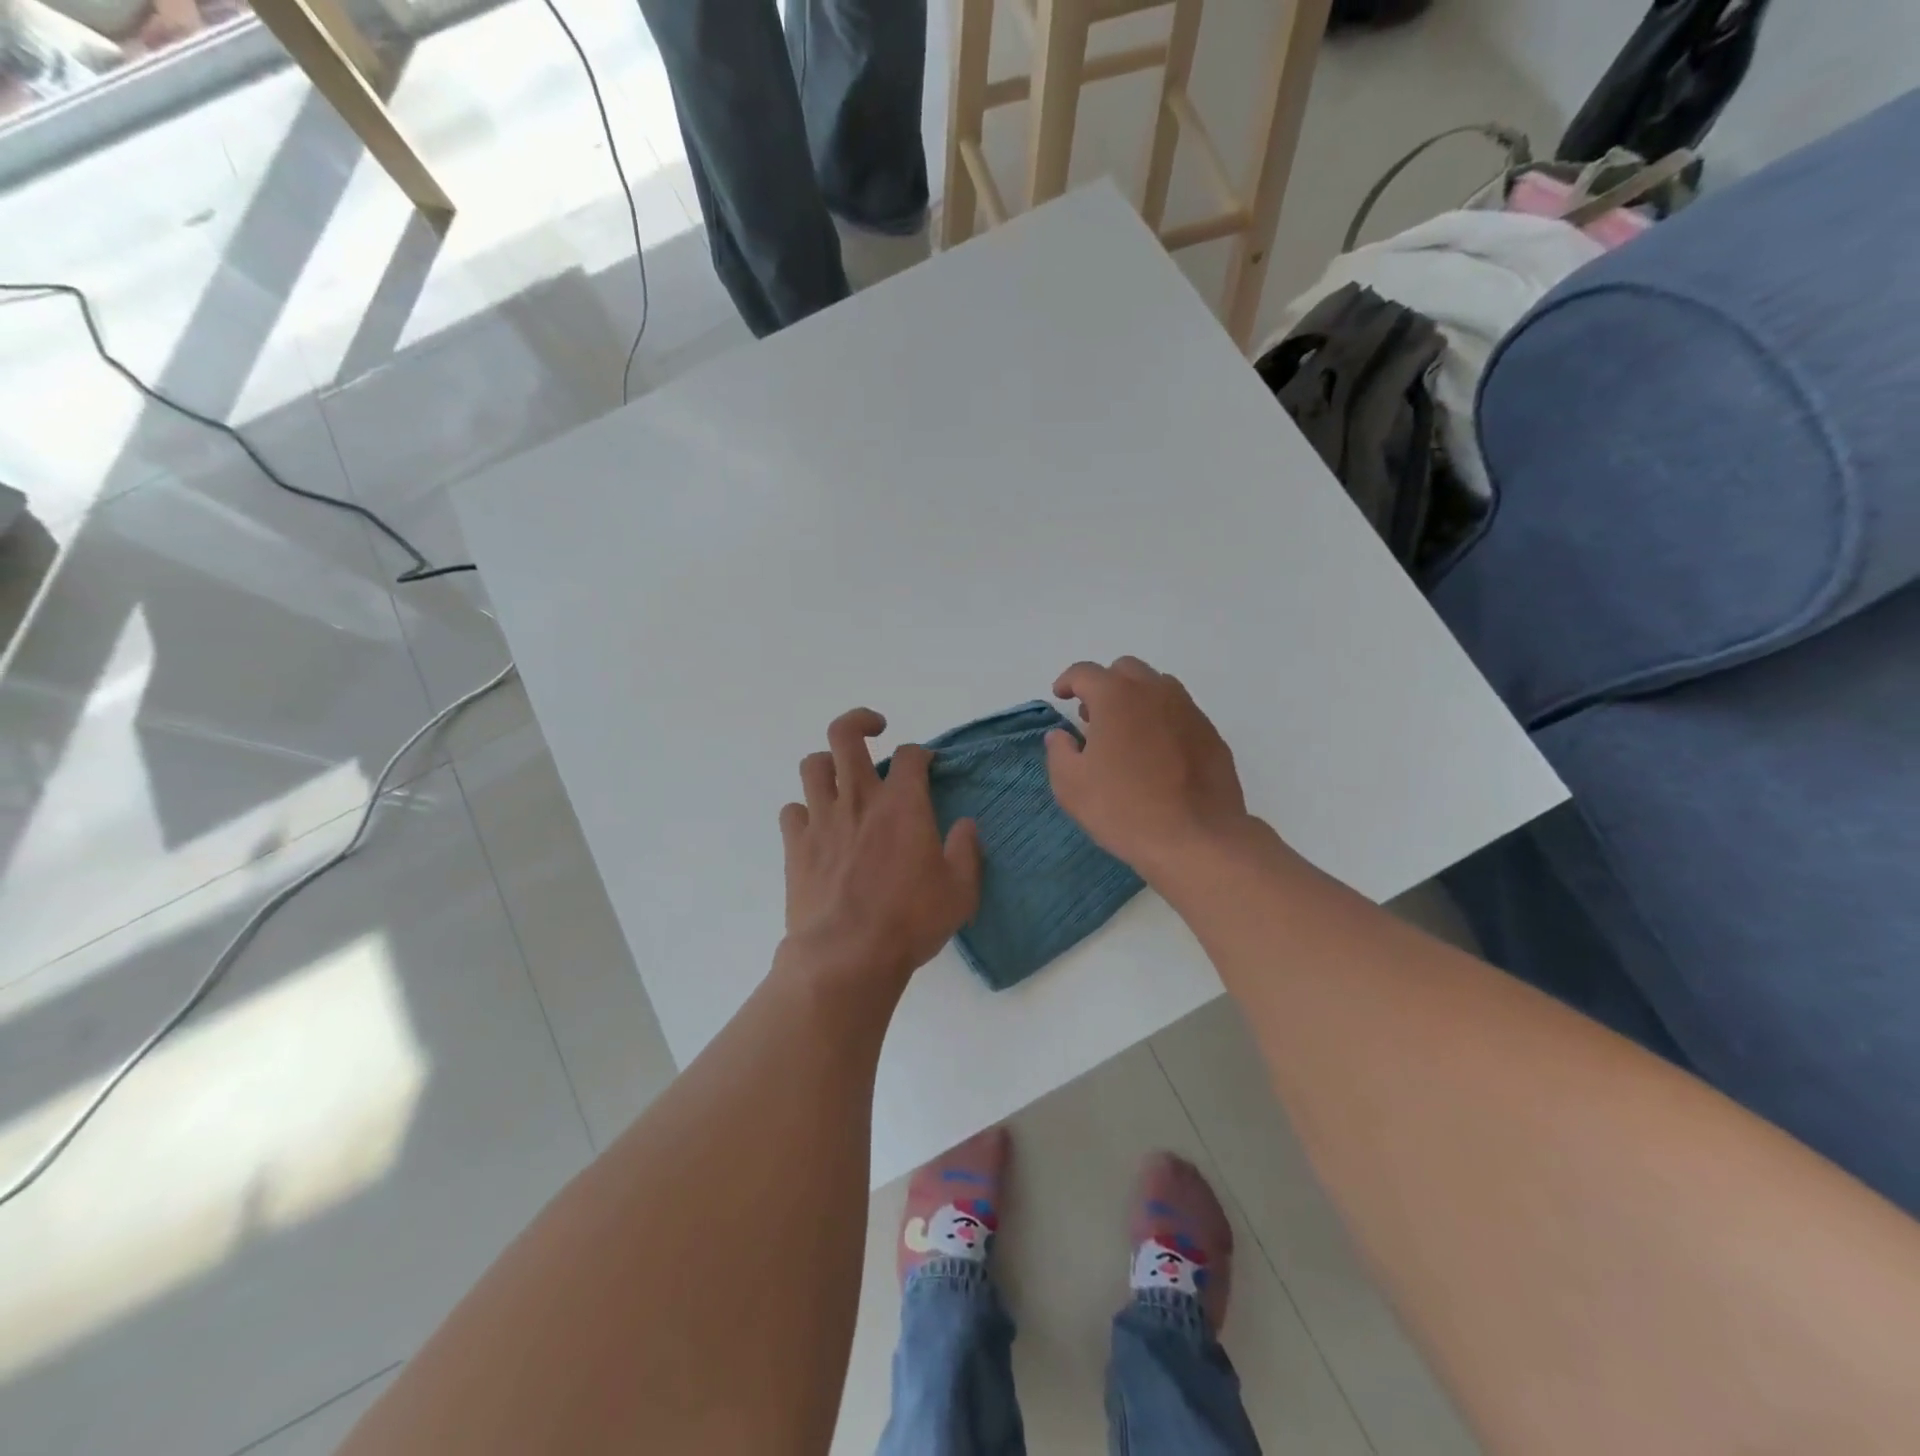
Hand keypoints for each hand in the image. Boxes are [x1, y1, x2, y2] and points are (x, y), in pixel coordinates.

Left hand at [779, 708, 981, 988]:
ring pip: (813, 765)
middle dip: (860, 722)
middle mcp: (859, 799)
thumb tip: (965, 825)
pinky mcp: (796, 846)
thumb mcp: (960, 891)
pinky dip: (804, 812)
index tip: (925, 764)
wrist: (846, 956)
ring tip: (841, 779)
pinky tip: (817, 827)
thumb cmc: (911, 921)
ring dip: (828, 764)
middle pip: (846, 735)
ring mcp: (822, 819)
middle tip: (875, 730)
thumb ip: (966, 851)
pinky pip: (792, 810)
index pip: (910, 755)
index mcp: (902, 804)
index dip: (920, 753)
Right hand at [1045, 657, 1250, 880]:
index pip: (1085, 672)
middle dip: (1105, 686)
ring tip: (1127, 734)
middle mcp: (1155, 692)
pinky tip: (1158, 755)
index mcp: (1116, 696)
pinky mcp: (1212, 735)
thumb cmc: (1123, 808)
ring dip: (1137, 700)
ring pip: (1158, 687)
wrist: (1196, 839)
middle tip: (1093, 717)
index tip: (1061, 696)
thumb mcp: (1071, 785)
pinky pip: (1181, 714)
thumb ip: (1059, 751)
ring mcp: (1189, 711)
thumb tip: (1062, 735)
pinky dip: (1163, 721)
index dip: (1068, 681)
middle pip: (1126, 670)